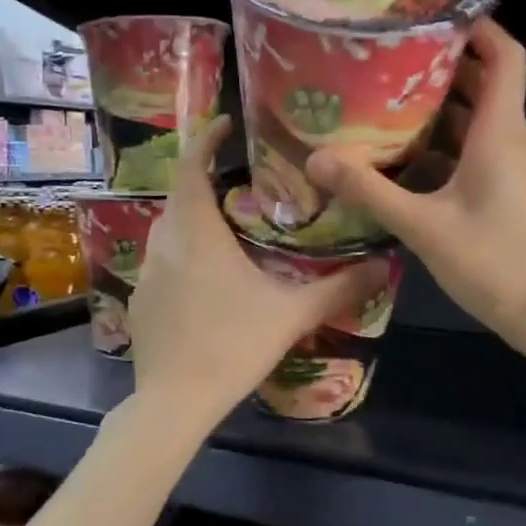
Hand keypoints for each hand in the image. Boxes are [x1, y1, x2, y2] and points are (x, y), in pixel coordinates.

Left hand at [130, 118, 378, 430]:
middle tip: (241, 184)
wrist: (175, 402)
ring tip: (228, 230)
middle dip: (205, 182)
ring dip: (193, 221)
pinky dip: (182, 257)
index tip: (225, 123)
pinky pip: (161, 263)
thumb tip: (385, 265)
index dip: (205, 138)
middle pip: (180, 197)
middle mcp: (164, 244)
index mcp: (197, 233)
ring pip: (168, 232)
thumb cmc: (233, 346)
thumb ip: (339, 288)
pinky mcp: (140, 301)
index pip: (191, 167)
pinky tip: (207, 282)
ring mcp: (146, 274)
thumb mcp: (291, 315)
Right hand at [306, 19, 525, 357]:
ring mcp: (514, 168)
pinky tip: (404, 158)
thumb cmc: (494, 262)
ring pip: (478, 121)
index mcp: (501, 132)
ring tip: (386, 99)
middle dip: (443, 65)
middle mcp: (513, 140)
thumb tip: (315, 160)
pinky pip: (476, 152)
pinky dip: (445, 145)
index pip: (505, 56)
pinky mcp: (509, 192)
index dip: (478, 27)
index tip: (434, 14)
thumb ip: (369, 190)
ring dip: (440, 108)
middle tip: (390, 56)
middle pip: (485, 84)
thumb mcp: (423, 225)